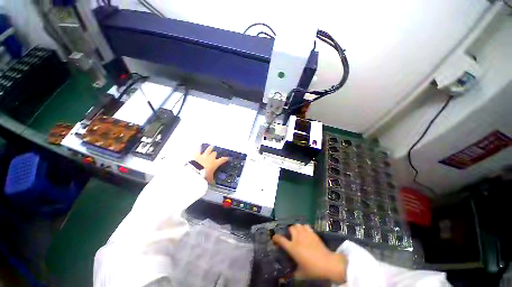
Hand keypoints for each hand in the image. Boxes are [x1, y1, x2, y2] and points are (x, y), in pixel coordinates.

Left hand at [193, 145, 228, 183]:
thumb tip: (213, 182)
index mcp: (215, 163)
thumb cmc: (204, 176)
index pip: (222, 160)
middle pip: (215, 153)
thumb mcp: (210, 179)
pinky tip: (200, 146)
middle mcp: (211, 158)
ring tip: (211, 146)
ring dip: (210, 148)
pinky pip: (198, 149)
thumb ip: (211, 179)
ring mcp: (204, 155)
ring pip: (209, 149)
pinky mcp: (197, 155)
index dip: (225, 158)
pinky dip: (199, 148)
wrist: (195, 172)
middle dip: (215, 154)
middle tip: (215, 154)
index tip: (227, 158)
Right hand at [272, 224, 346, 283]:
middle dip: (289, 231)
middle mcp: (297, 238)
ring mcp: (305, 234)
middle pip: (290, 228)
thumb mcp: (301, 274)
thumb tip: (282, 279)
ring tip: (297, 233)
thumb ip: (291, 274)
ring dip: (296, 228)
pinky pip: (306, 226)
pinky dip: (304, 228)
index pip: (280, 239)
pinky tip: (305, 233)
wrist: (328, 263)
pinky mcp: (312, 233)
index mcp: (292, 247)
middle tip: (290, 237)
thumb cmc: (313, 269)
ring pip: (297, 225)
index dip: (276, 237)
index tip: (274, 238)